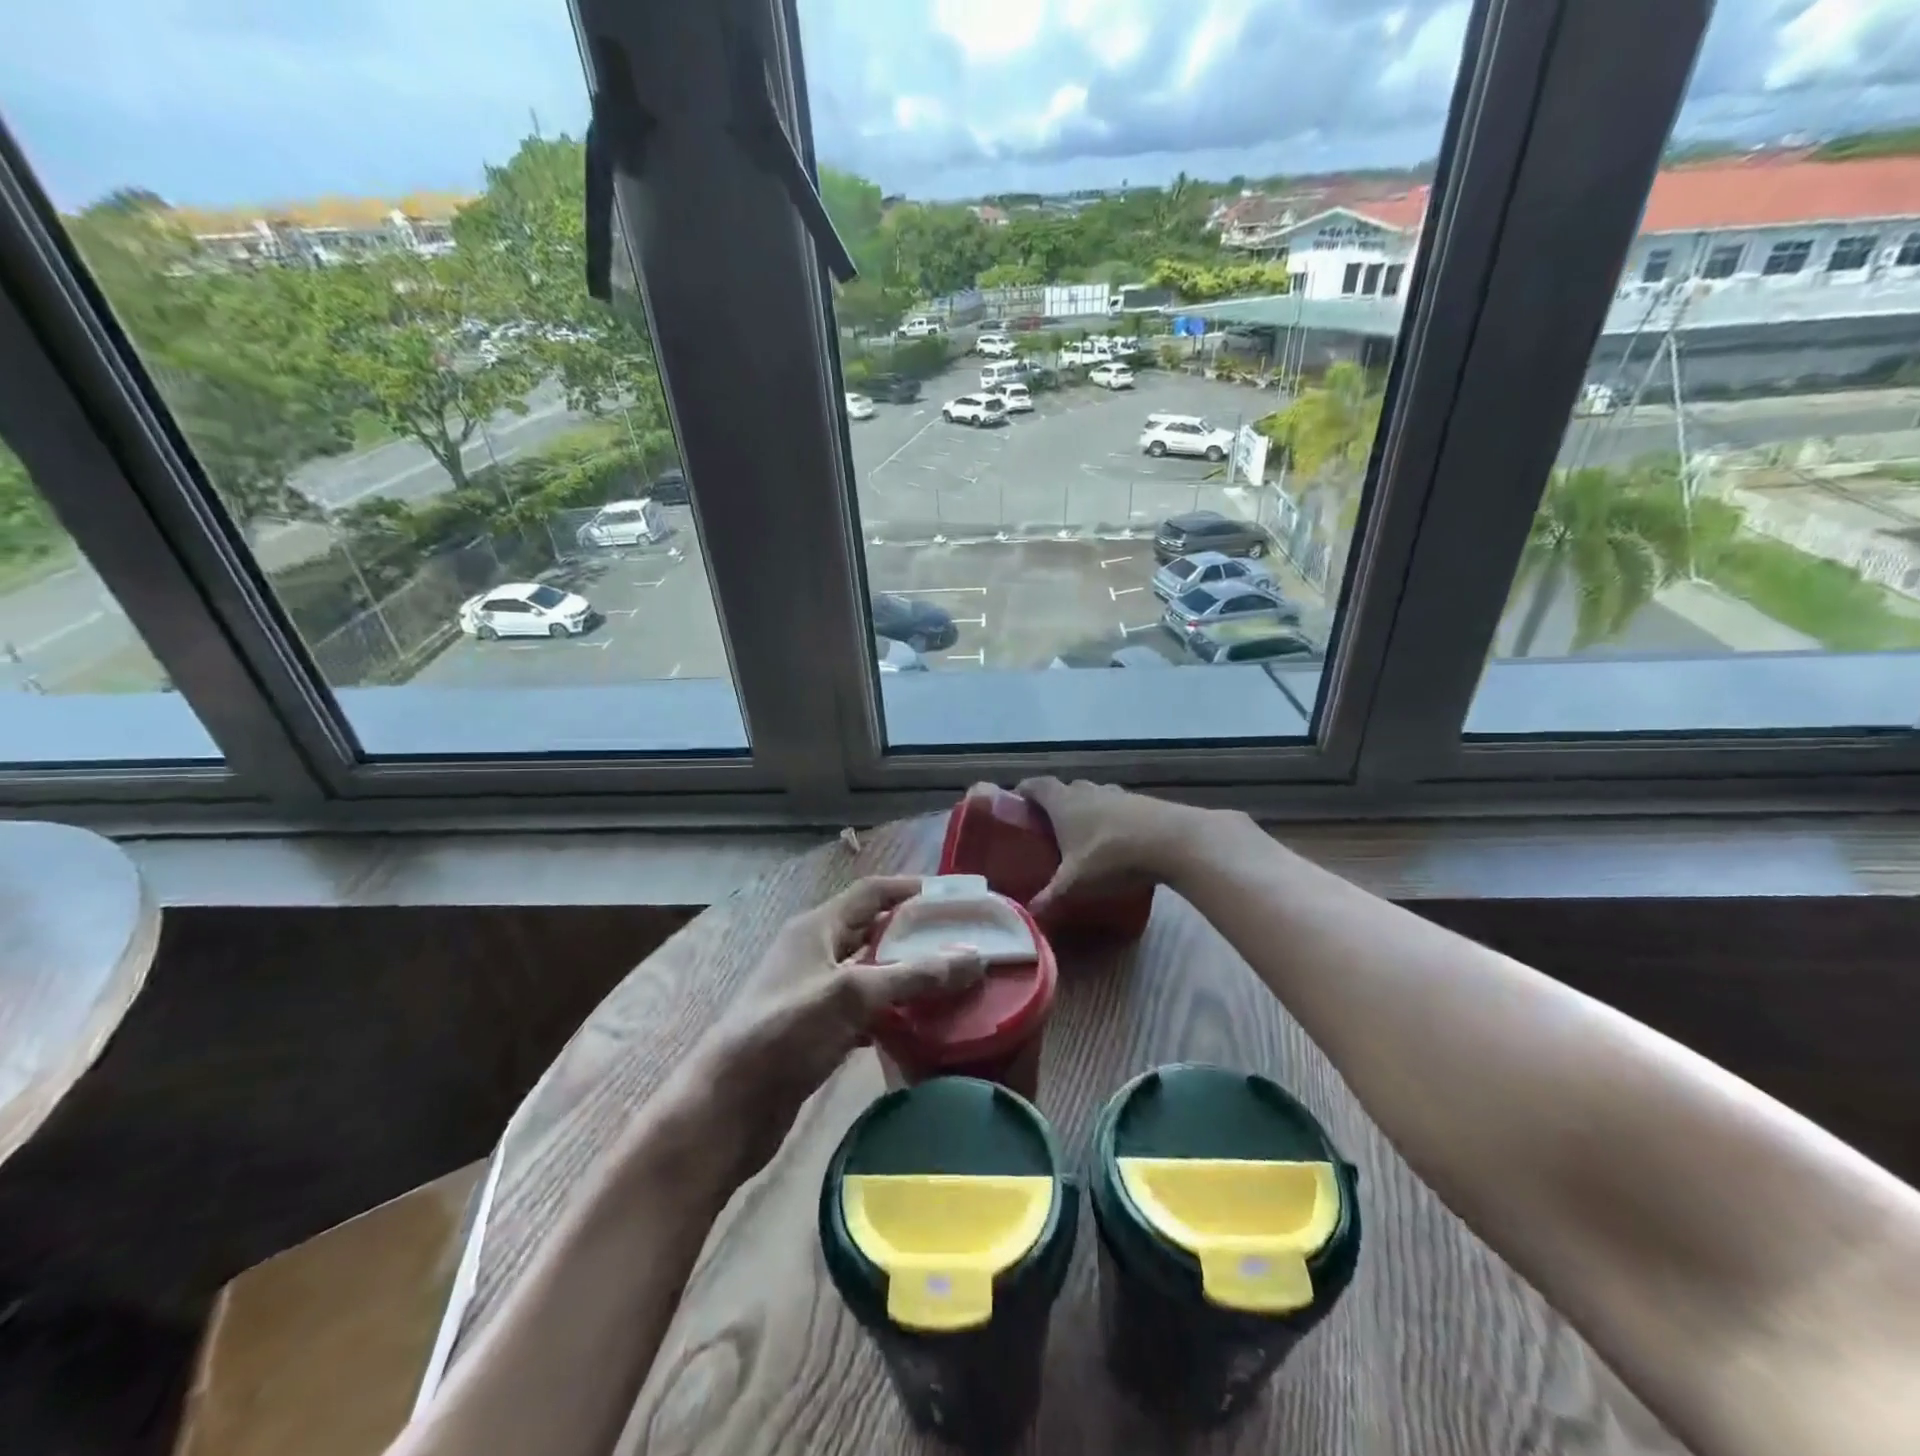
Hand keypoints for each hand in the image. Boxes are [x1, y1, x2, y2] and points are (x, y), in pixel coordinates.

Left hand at [705, 876, 983, 1167]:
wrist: (727, 1109)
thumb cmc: (785, 1033)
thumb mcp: (851, 995)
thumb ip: (913, 974)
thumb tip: (974, 956)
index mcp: (817, 928)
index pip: (872, 892)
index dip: (912, 889)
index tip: (956, 897)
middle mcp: (816, 952)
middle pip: (874, 930)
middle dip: (917, 933)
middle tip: (965, 942)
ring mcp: (815, 994)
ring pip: (872, 972)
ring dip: (908, 974)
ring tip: (955, 981)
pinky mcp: (818, 1032)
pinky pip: (866, 1010)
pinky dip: (894, 1012)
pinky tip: (923, 1025)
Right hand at [1015, 777, 1207, 918]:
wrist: (1171, 841)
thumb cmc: (1110, 856)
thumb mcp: (1075, 882)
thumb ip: (1050, 896)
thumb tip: (1027, 912)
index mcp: (1063, 802)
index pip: (1037, 785)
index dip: (1025, 790)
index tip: (1017, 800)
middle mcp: (1087, 790)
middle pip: (1065, 788)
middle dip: (1055, 803)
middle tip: (1048, 825)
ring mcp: (1117, 793)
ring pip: (1093, 795)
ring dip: (1085, 809)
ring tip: (1082, 833)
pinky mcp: (1142, 802)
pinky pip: (1117, 806)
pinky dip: (1110, 818)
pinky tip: (1115, 838)